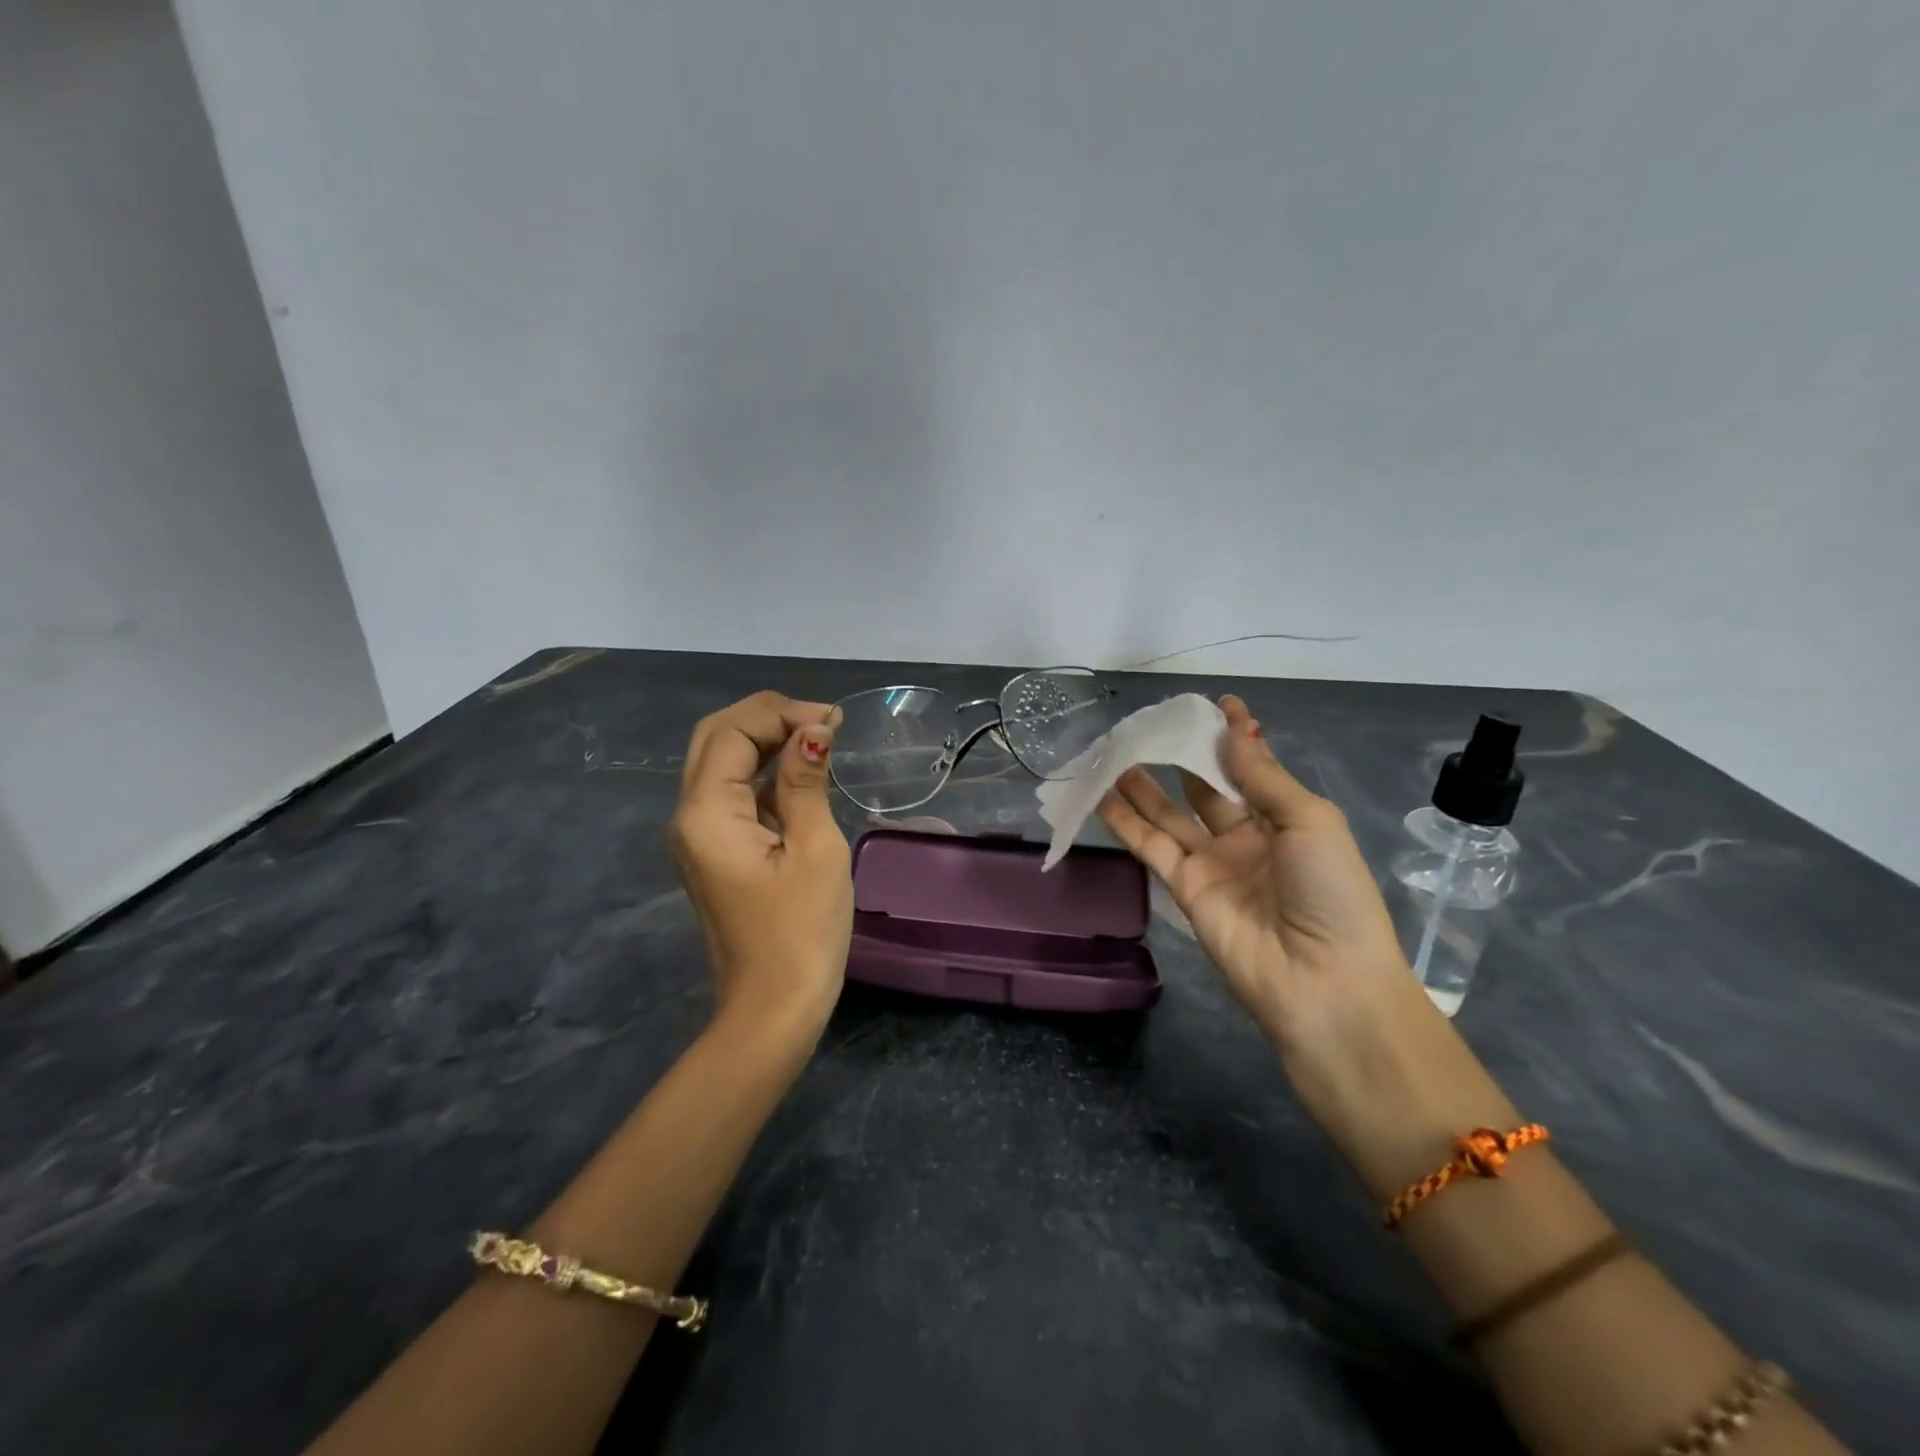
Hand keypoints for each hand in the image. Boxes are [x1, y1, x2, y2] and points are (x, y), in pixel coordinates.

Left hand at [670, 691, 852, 1041]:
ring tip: (820, 737)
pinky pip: (735, 793)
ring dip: (767, 741)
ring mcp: (699, 835)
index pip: (731, 731)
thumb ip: (806, 782)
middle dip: (767, 717)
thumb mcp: (814, 849)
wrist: (774, 1008)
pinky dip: (766, 772)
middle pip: (716, 738)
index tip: (834, 721)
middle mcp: (689, 816)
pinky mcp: (716, 850)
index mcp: (706, 813)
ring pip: (722, 762)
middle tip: (822, 722)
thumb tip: (814, 730)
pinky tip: (803, 771)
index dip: (780, 713)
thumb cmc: (801, 931)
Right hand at [1096, 694, 1415, 1059]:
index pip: (1251, 769)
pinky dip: (1124, 820)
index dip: (1232, 739)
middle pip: (1205, 788)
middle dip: (1181, 756)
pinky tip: (1102, 793)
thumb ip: (1262, 776)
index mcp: (1286, 820)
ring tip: (1115, 750)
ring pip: (1169, 813)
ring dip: (1142, 784)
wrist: (1321, 981)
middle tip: (1149, 725)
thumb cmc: (1331, 892)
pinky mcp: (1182, 887)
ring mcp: (1212, 863)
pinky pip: (1150, 845)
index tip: (1213, 705)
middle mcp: (1246, 838)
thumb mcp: (1309, 821)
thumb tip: (1233, 728)